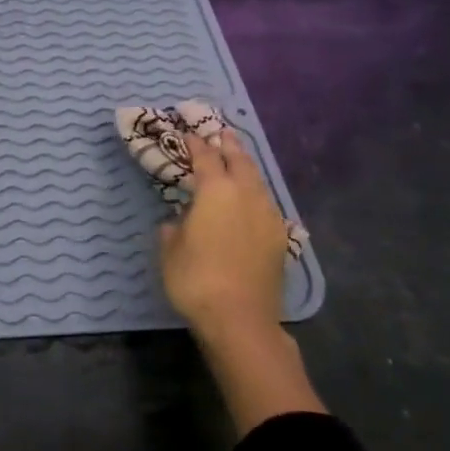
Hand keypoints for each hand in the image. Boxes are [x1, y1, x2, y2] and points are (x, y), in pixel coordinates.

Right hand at [159, 130, 324, 432]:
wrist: (241, 320)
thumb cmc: (196, 280)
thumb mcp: (170, 251)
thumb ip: (174, 227)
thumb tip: (180, 221)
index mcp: (216, 191)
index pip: (206, 156)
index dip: (196, 142)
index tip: (188, 131)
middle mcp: (246, 194)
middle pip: (239, 159)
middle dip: (228, 143)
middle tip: (219, 131)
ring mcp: (268, 215)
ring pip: (257, 179)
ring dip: (245, 165)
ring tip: (235, 157)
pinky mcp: (279, 237)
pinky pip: (265, 201)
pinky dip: (254, 190)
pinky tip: (249, 197)